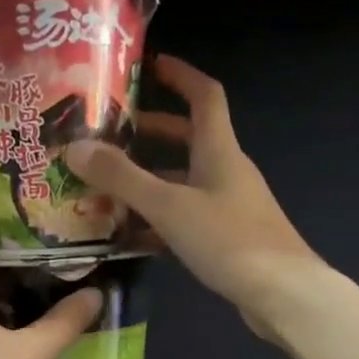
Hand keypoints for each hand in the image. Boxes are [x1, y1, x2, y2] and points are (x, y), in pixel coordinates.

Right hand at [65, 55, 319, 334]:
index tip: (152, 64)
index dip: (180, 75)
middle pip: (188, 140)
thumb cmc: (229, 239)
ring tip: (107, 187)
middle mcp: (226, 171)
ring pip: (184, 182)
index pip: (204, 96)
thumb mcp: (169, 206)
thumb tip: (75, 148)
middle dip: (151, 133)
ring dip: (149, 181)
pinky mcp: (227, 238)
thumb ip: (122, 178)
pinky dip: (159, 220)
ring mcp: (229, 206)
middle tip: (111, 134)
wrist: (283, 294)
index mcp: (219, 150)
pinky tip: (130, 236)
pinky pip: (186, 218)